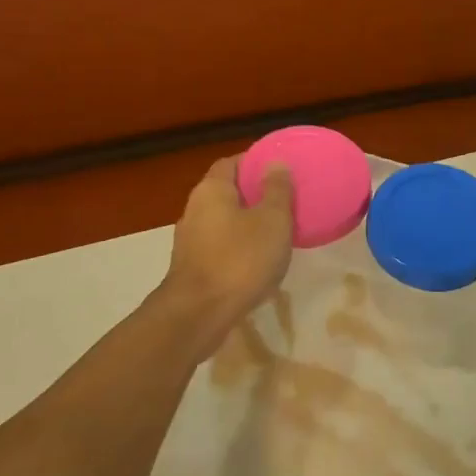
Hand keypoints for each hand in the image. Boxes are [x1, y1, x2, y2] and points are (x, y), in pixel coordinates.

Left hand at [156, 155, 294, 347]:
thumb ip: (277, 190)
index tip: (280, 168)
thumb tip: (276, 163)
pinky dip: (239, 244)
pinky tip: (259, 258)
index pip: (232, 162)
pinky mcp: (193, 266)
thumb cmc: (240, 259)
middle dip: (253, 192)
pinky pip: (221, 244)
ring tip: (277, 228)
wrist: (199, 315)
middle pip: (226, 191)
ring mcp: (190, 240)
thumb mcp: (272, 220)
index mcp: (212, 190)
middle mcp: (195, 209)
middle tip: (284, 198)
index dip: (255, 161)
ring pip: (224, 220)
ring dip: (247, 221)